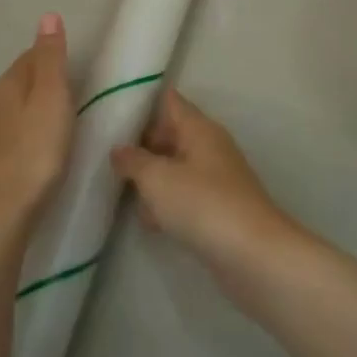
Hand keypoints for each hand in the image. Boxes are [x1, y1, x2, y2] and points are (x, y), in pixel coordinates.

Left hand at [0, 13, 72, 238]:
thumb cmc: (34, 152)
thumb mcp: (52, 99)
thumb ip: (51, 59)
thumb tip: (48, 15)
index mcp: (7, 84)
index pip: (30, 57)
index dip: (52, 57)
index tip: (75, 68)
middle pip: (18, 81)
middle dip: (41, 82)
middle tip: (72, 95)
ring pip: (11, 108)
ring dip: (31, 109)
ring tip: (57, 123)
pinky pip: (8, 134)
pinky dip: (23, 133)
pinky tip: (35, 148)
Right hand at [111, 89, 299, 275]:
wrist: (252, 255)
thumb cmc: (202, 204)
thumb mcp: (157, 178)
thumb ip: (133, 160)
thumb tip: (119, 149)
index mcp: (199, 129)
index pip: (170, 101)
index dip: (143, 101)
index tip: (111, 106)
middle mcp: (210, 148)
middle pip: (170, 135)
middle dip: (140, 143)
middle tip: (104, 151)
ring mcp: (216, 180)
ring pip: (175, 168)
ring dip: (151, 176)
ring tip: (117, 185)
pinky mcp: (217, 210)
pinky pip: (184, 197)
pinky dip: (166, 203)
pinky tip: (147, 220)